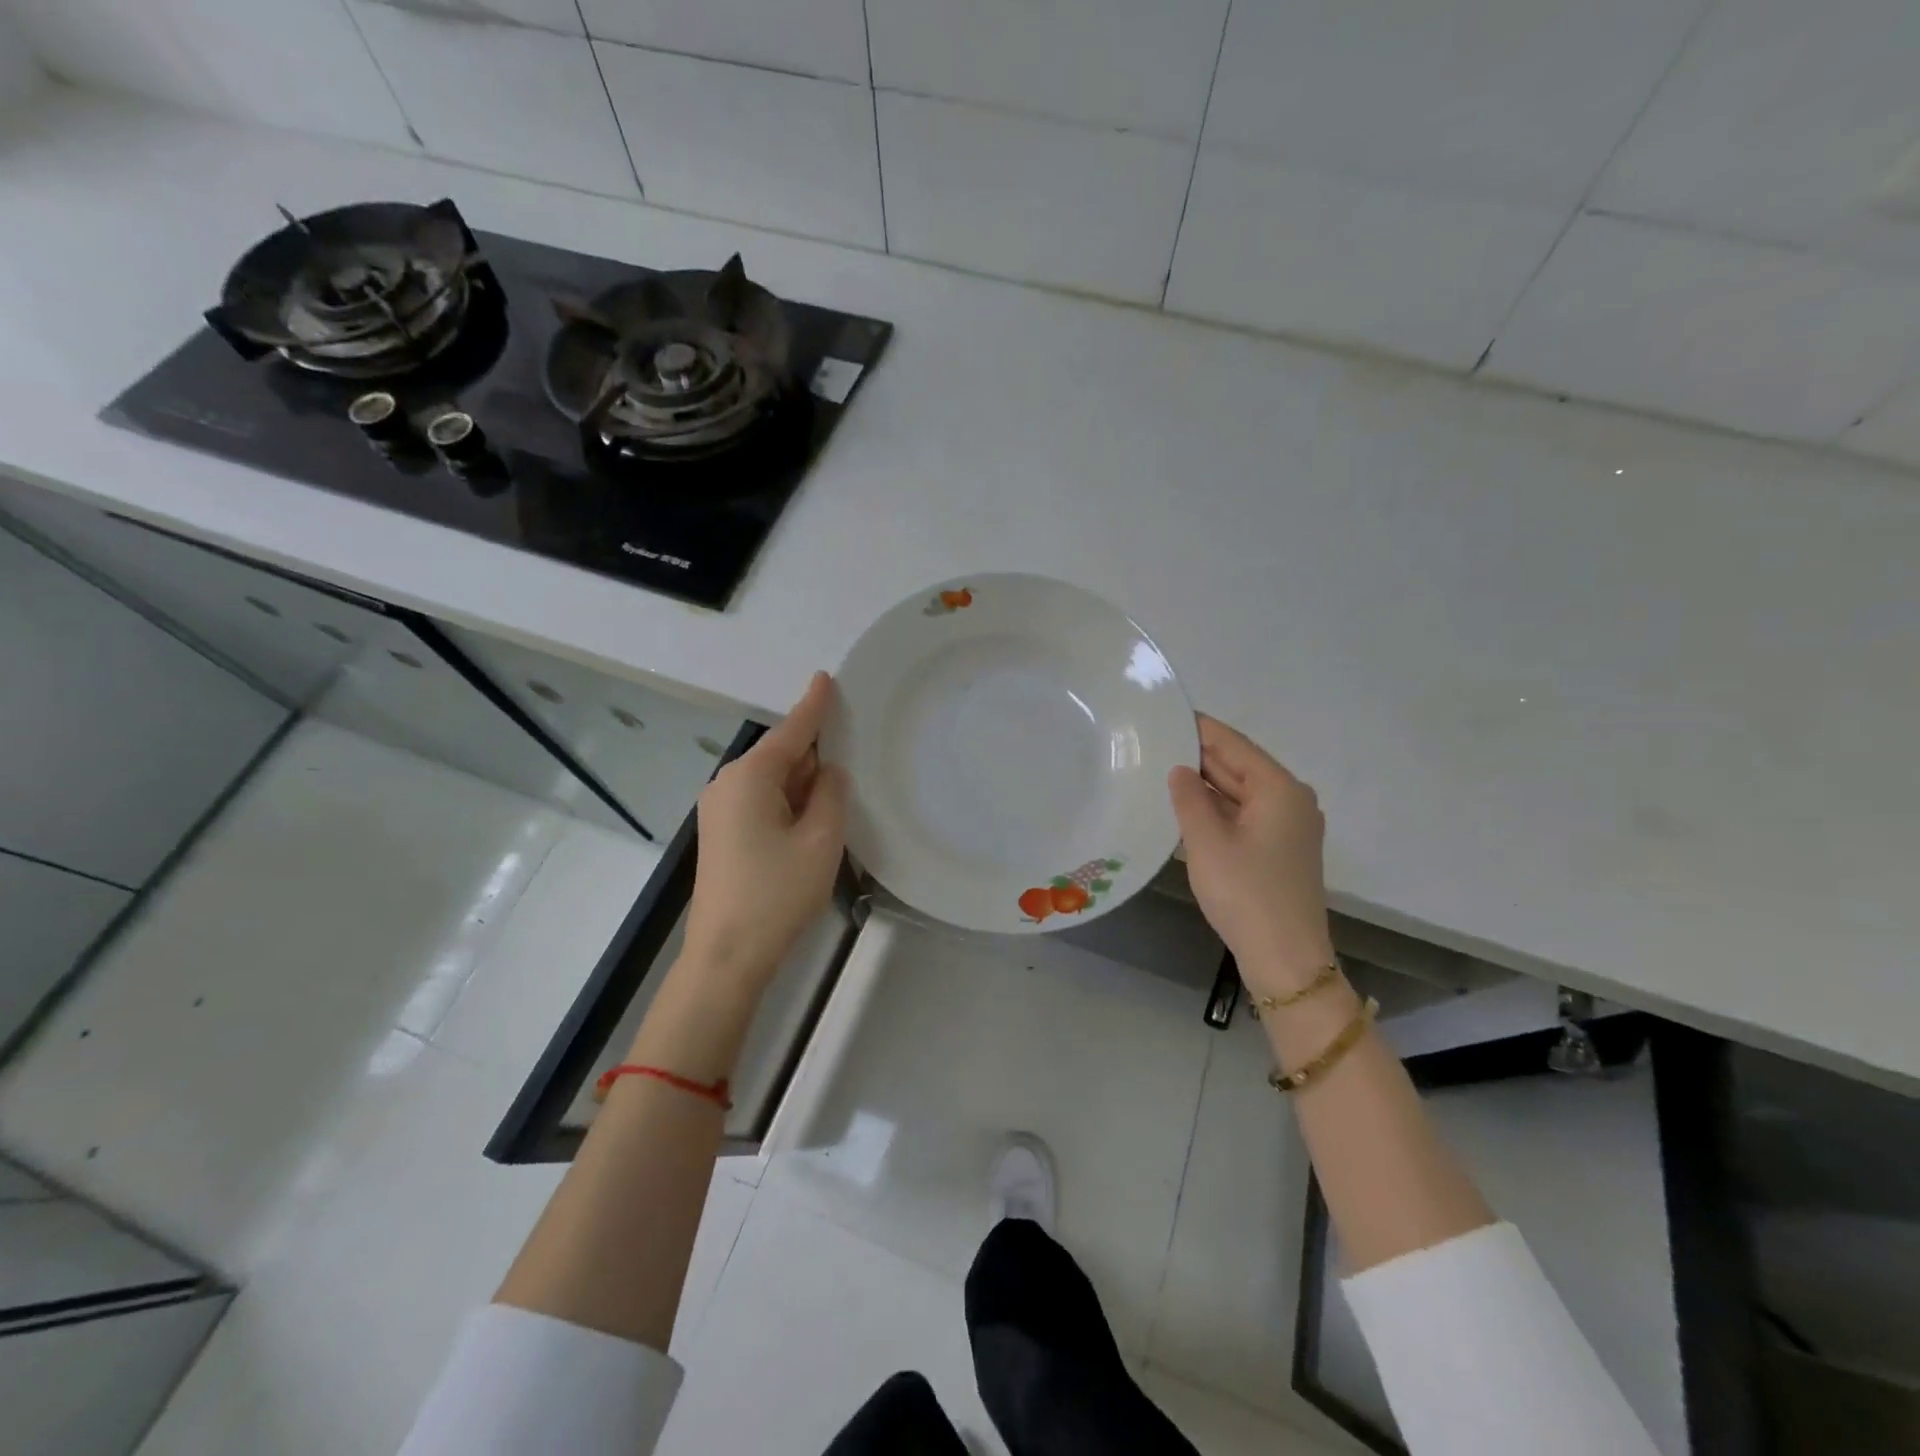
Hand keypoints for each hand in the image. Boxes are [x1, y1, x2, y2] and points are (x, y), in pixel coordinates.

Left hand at [682, 671, 848, 994]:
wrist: (726, 957)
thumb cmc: (777, 893)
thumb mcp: (821, 839)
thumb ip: (830, 793)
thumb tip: (827, 772)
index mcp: (750, 777)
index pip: (791, 730)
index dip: (813, 705)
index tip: (826, 678)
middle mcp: (727, 784)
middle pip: (780, 754)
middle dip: (813, 752)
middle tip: (852, 749)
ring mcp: (719, 811)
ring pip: (771, 781)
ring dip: (802, 782)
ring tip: (838, 790)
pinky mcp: (721, 835)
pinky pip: (761, 802)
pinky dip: (787, 802)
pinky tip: (810, 817)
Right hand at [1168, 715, 1335, 996]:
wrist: (1285, 959)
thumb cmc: (1245, 893)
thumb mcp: (1207, 842)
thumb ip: (1189, 799)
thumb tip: (1180, 770)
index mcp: (1280, 789)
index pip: (1234, 745)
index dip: (1200, 729)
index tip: (1168, 714)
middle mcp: (1291, 800)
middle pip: (1240, 766)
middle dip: (1200, 755)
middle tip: (1155, 741)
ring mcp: (1289, 827)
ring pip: (1241, 792)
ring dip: (1207, 783)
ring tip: (1162, 769)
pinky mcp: (1280, 849)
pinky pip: (1245, 814)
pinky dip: (1218, 808)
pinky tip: (1187, 806)